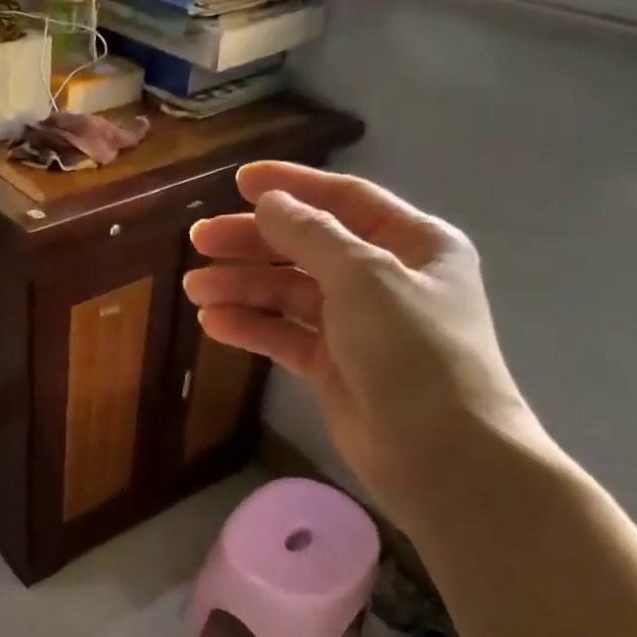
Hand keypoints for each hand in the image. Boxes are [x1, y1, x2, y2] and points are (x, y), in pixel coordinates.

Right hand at [184, 163, 538, 521]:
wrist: (442, 455)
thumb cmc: (415, 351)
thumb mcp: (364, 278)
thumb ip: (311, 235)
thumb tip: (269, 202)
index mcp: (413, 244)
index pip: (344, 200)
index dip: (292, 186)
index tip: (238, 181)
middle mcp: (385, 278)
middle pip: (307, 247)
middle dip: (252, 242)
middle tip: (199, 240)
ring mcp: (358, 324)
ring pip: (289, 292)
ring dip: (242, 287)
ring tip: (194, 289)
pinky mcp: (333, 365)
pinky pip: (284, 334)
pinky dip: (251, 326)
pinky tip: (213, 323)